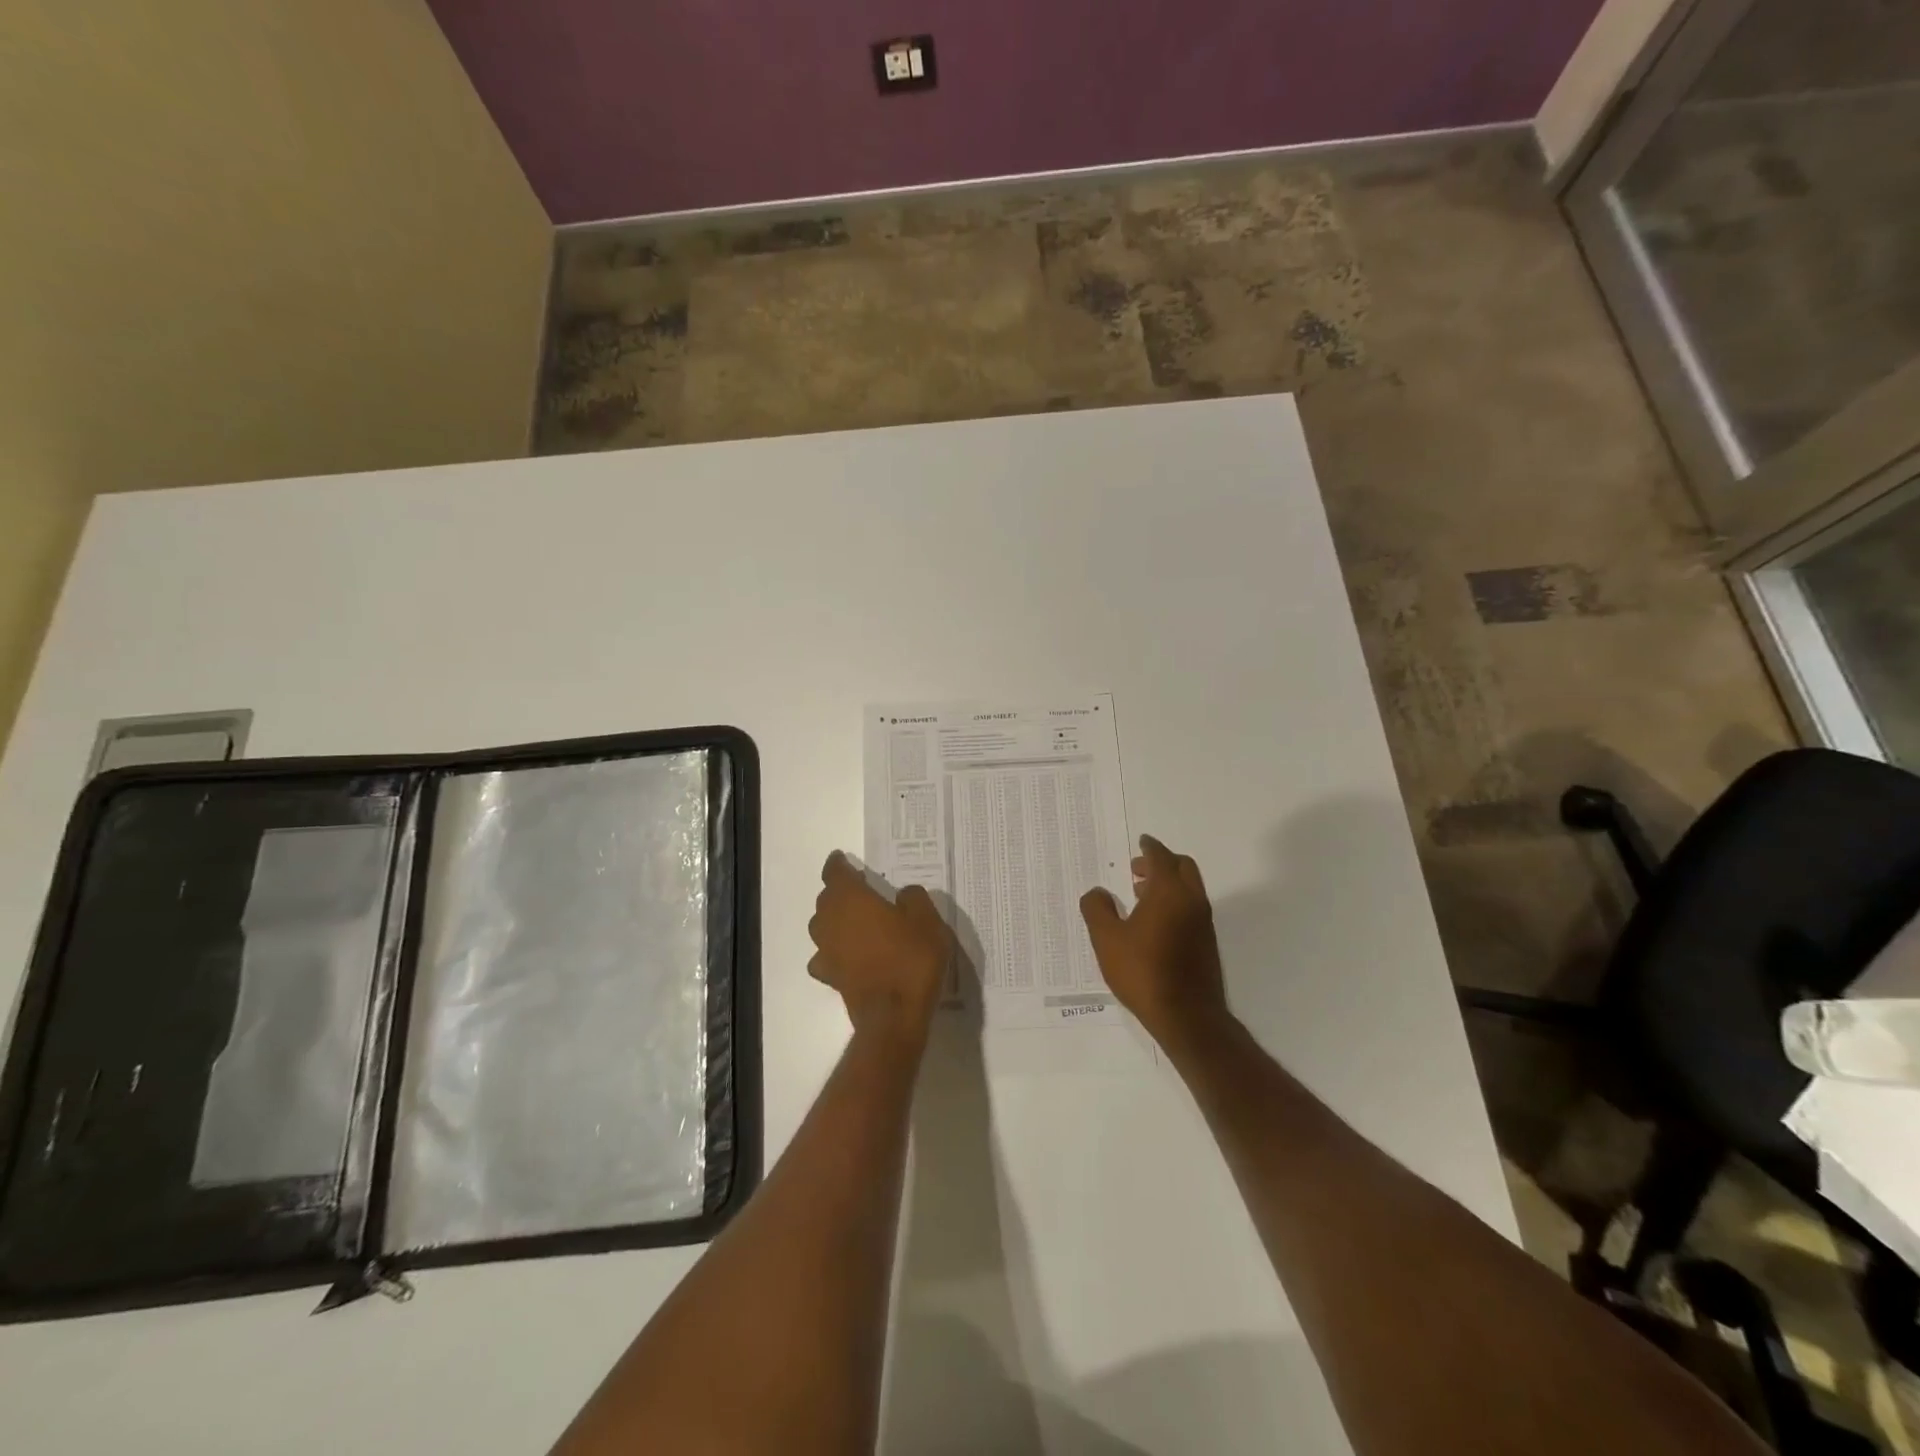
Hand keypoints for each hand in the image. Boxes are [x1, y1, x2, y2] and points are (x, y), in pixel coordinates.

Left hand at [808, 852, 952, 1043]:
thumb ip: (914, 899)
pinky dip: (834, 951)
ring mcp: (827, 951)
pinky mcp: (830, 977)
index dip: (838, 864)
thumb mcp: (927, 920)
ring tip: (855, 920)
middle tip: (859, 889)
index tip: (842, 858)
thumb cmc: (911, 959)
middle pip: (826, 899)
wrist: (894, 1016)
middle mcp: (831, 921)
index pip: (835, 873)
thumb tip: (903, 894)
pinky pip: (826, 956)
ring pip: (822, 926)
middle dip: (839, 891)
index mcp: (851, 899)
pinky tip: (847, 955)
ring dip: (834, 920)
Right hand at [1080, 835, 1229, 1051]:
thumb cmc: (1143, 971)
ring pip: (1189, 888)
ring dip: (1168, 883)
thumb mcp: (1107, 940)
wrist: (1187, 1016)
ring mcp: (1203, 922)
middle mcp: (1191, 900)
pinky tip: (1154, 922)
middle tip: (1137, 869)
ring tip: (1141, 894)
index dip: (1149, 847)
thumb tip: (1097, 892)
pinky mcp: (1207, 942)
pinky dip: (1175, 901)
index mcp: (1169, 892)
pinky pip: (1192, 907)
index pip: (1161, 857)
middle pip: (1182, 867)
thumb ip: (1097, 909)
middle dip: (1161, 862)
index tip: (1141, 842)